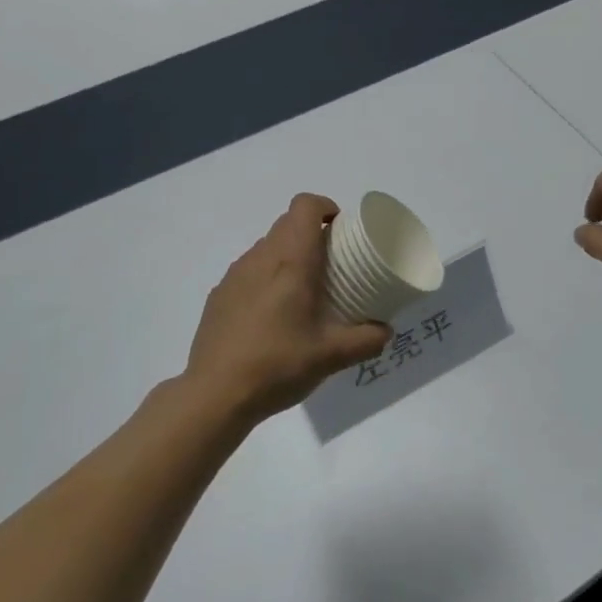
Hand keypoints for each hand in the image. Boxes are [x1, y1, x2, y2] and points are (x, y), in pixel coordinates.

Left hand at [186, 195, 388, 423]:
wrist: (214, 395)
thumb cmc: (277, 365)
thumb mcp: (331, 356)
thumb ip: (366, 339)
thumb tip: (386, 330)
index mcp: (290, 262)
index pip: (305, 206)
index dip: (325, 207)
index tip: (341, 230)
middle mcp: (260, 258)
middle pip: (287, 224)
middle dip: (312, 234)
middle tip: (332, 265)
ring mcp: (234, 276)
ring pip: (266, 247)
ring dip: (288, 256)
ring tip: (303, 293)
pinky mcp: (219, 296)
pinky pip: (249, 271)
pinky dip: (266, 279)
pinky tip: (272, 317)